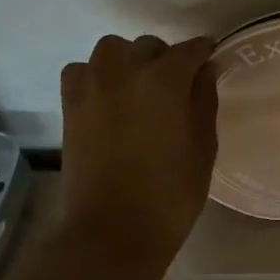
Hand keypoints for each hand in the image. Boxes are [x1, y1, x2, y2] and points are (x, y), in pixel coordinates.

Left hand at [59, 34, 217, 279]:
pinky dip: (95, 74)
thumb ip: (204, 101)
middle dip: (166, 60)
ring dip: (128, 60)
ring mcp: (93, 85)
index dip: (203, 53)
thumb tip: (204, 71)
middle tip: (175, 88)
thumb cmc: (170, 195)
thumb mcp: (203, 148)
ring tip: (137, 87)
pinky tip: (107, 97)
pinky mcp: (70, 105)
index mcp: (165, 80)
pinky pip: (82, 70)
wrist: (112, 232)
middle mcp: (126, 71)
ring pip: (112, 49)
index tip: (209, 61)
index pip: (190, 50)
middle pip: (150, 46)